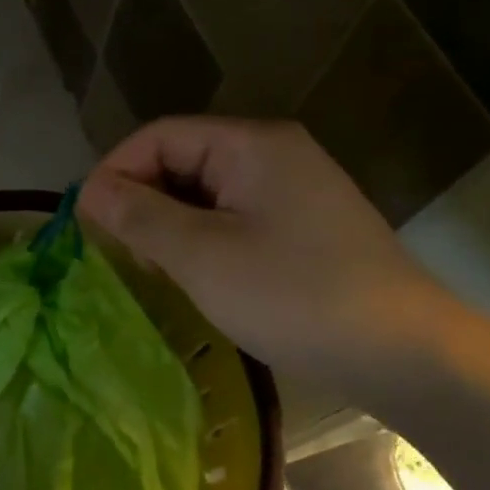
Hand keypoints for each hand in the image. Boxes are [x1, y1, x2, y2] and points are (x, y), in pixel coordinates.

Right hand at [80, 117, 461, 388]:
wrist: (403, 354)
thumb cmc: (294, 295)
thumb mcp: (202, 255)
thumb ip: (139, 216)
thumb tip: (88, 190)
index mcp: (252, 145)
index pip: (161, 136)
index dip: (116, 171)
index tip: (86, 220)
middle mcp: (274, 155)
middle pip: (183, 159)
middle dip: (141, 199)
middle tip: (118, 250)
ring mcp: (293, 192)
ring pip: (206, 193)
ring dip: (168, 223)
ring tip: (151, 267)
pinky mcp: (302, 228)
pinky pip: (233, 218)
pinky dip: (201, 239)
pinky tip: (193, 276)